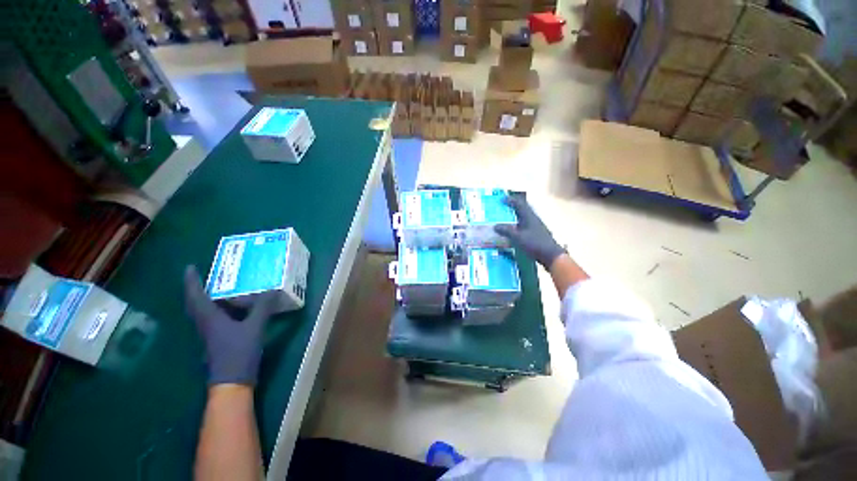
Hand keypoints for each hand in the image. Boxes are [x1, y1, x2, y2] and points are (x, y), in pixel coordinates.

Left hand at [184, 266, 275, 385]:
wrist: (232, 383)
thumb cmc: (238, 353)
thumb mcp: (254, 328)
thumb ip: (262, 308)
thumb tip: (271, 289)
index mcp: (210, 319)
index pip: (196, 296)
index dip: (191, 281)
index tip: (190, 267)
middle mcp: (206, 325)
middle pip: (197, 303)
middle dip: (199, 288)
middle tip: (208, 275)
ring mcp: (212, 334)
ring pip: (207, 311)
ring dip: (211, 298)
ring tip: (225, 286)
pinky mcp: (219, 340)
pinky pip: (217, 319)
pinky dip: (223, 309)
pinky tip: (236, 307)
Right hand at [494, 196, 565, 267]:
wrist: (551, 255)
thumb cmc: (534, 244)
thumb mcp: (518, 237)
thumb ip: (506, 231)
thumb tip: (495, 226)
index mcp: (529, 216)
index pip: (519, 204)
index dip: (510, 200)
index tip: (501, 199)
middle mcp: (533, 219)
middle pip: (522, 209)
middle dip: (513, 206)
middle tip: (503, 206)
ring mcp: (535, 226)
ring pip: (524, 217)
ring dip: (515, 215)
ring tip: (506, 217)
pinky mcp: (536, 233)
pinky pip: (524, 224)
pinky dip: (517, 224)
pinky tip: (513, 229)